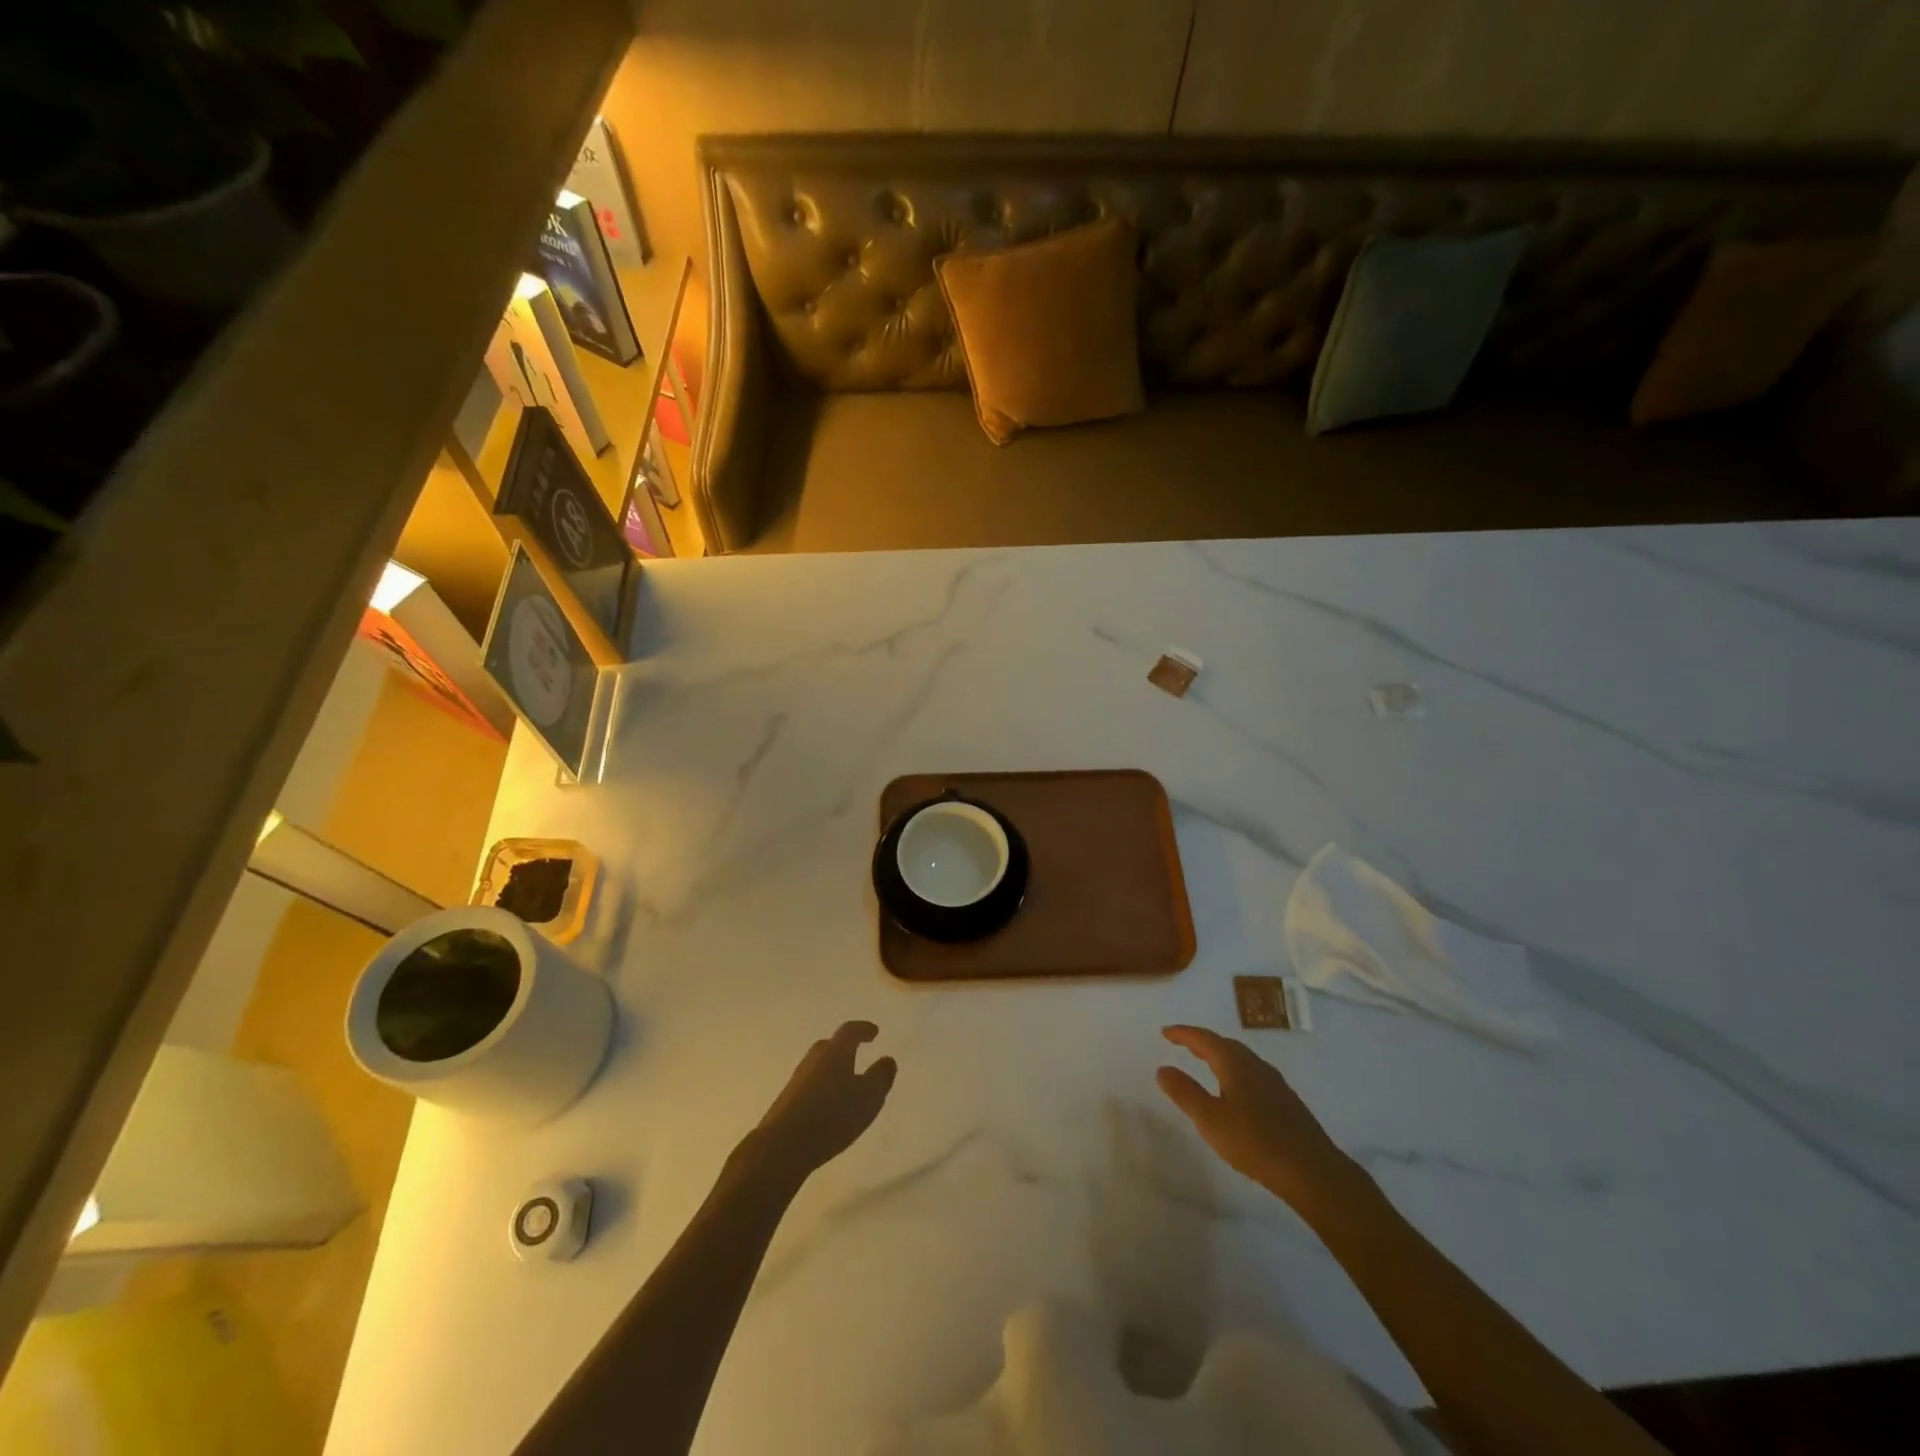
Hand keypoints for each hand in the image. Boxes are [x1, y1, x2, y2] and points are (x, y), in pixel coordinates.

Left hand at [749, 1022, 896, 1188]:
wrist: (782, 1146)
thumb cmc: (832, 1116)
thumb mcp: (868, 1097)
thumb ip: (881, 1077)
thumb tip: (888, 1060)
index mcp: (835, 1052)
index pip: (850, 1031)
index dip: (863, 1029)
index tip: (874, 1032)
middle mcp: (814, 1059)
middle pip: (830, 1046)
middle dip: (845, 1048)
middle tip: (858, 1053)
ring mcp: (797, 1080)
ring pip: (819, 1066)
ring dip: (833, 1069)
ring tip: (846, 1083)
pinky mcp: (787, 1101)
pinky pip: (811, 1085)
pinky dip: (823, 1088)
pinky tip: (829, 1106)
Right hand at [1156, 1025, 1365, 1213]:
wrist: (1312, 1171)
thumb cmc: (1254, 1142)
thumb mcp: (1210, 1119)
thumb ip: (1184, 1092)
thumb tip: (1162, 1069)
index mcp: (1235, 1063)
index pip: (1204, 1039)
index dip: (1183, 1034)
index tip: (1165, 1032)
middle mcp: (1256, 1065)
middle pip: (1225, 1045)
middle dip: (1202, 1042)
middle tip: (1183, 1044)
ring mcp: (1275, 1083)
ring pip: (1242, 1060)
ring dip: (1220, 1057)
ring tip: (1206, 1064)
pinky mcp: (1286, 1102)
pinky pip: (1253, 1074)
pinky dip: (1235, 1072)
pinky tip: (1236, 1092)